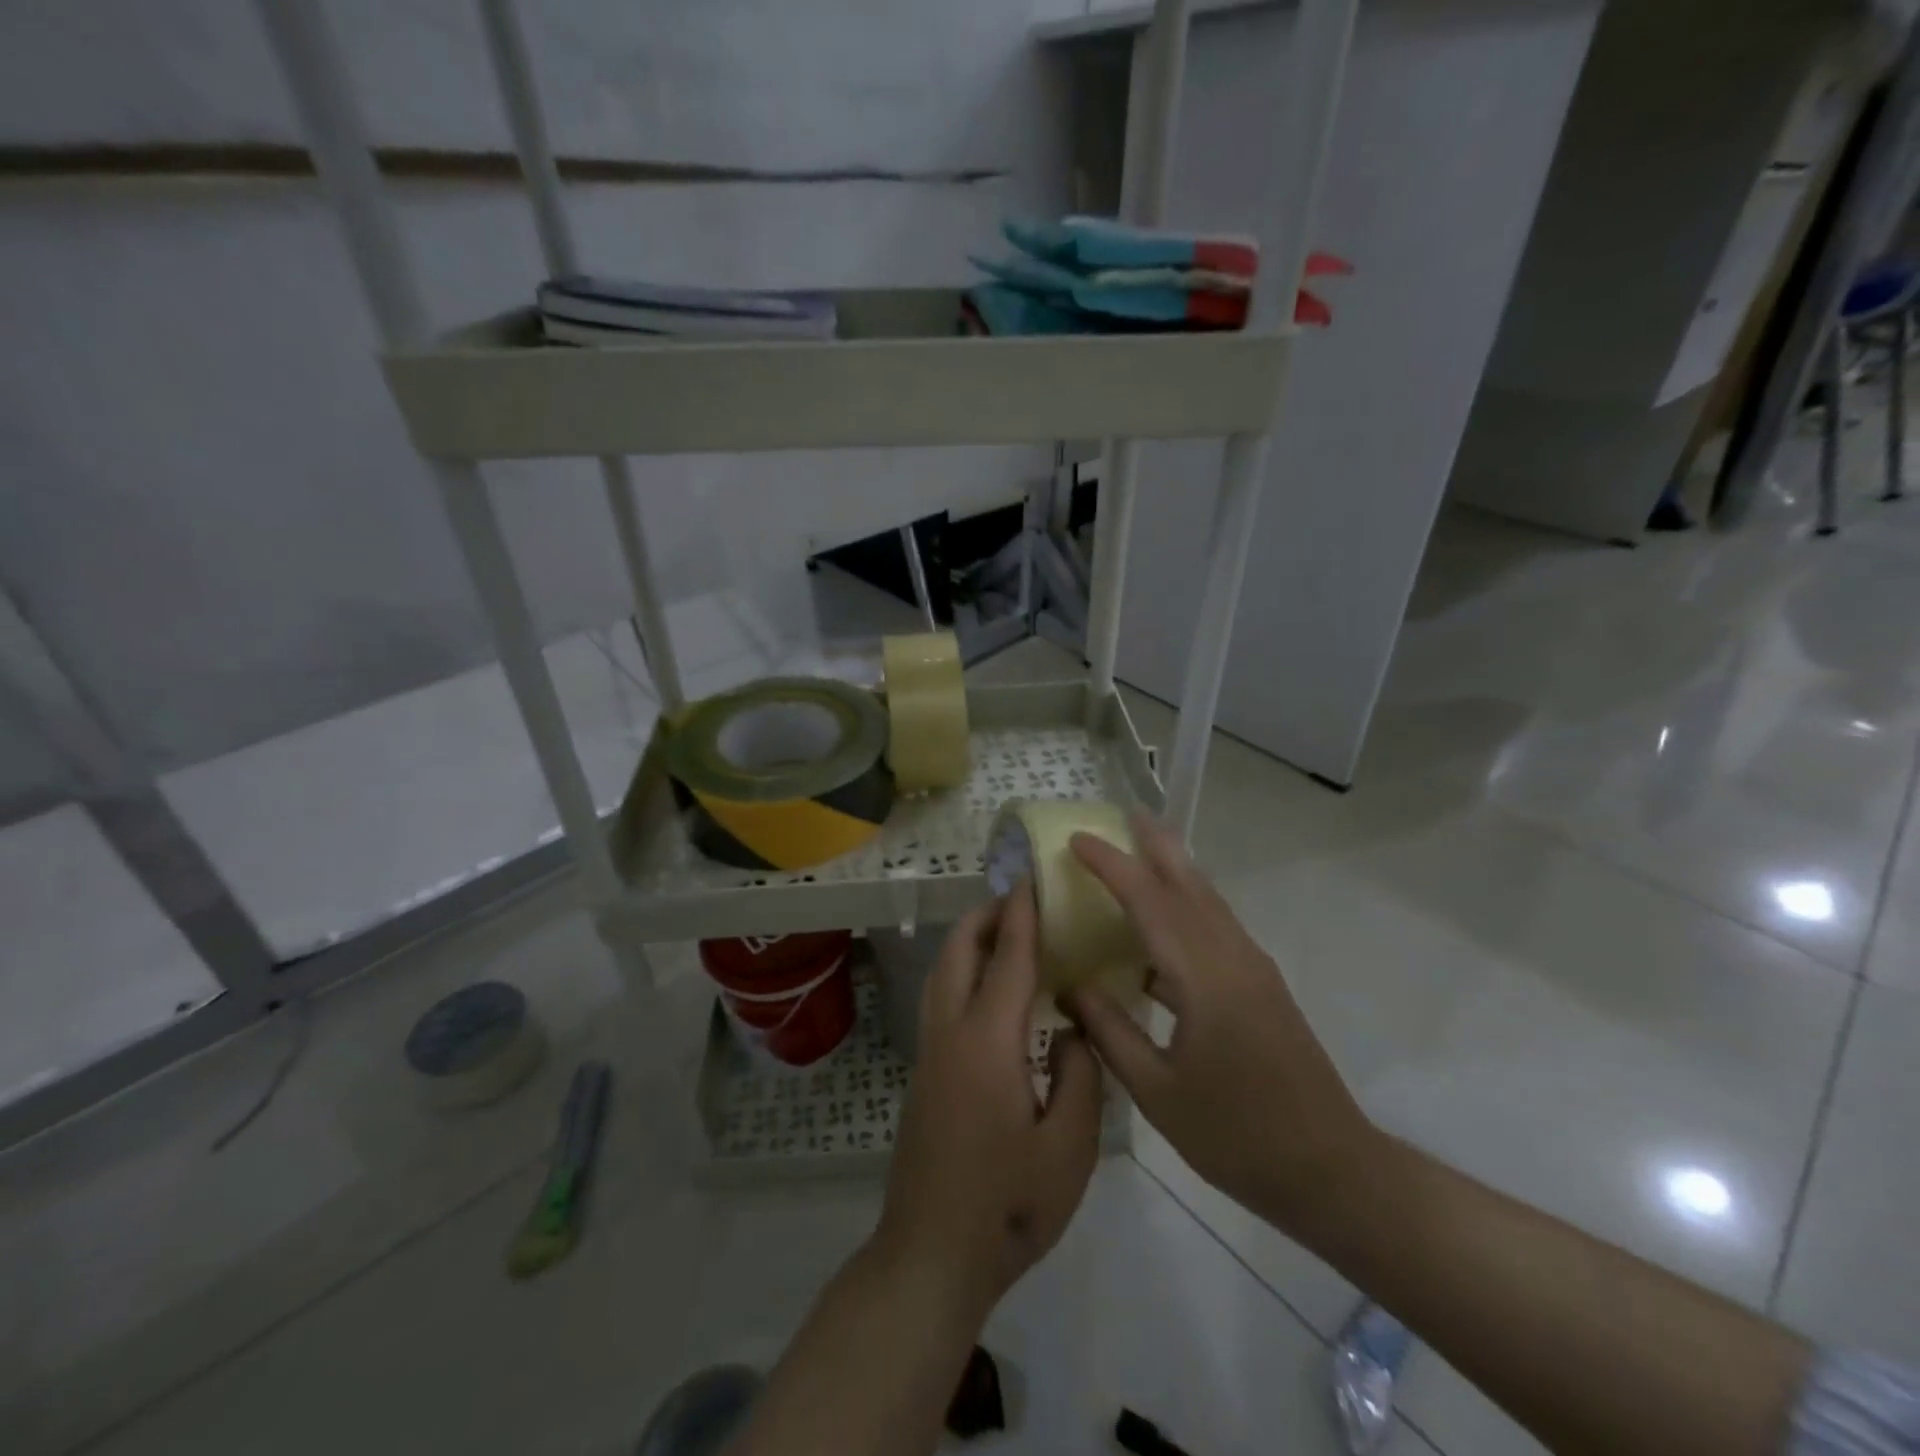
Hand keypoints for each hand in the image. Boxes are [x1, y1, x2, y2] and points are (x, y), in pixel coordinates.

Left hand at [874, 885, 1105, 1313]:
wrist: (932, 1254)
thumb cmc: (1009, 1205)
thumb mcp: (1070, 1149)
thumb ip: (1081, 1077)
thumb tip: (1075, 1029)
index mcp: (988, 1043)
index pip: (1008, 960)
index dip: (1023, 916)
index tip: (1033, 880)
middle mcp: (950, 1033)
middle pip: (959, 952)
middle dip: (986, 917)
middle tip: (1022, 902)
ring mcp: (930, 1052)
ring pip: (942, 973)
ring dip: (970, 942)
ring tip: (1006, 934)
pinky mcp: (923, 1073)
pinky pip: (941, 998)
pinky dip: (963, 971)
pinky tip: (991, 991)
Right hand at [1062, 815, 1379, 1239]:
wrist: (1331, 1169)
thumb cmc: (1236, 1134)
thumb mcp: (1157, 1092)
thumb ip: (1110, 1031)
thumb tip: (1071, 985)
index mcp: (1203, 977)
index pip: (1149, 902)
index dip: (1110, 866)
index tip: (1076, 840)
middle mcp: (1232, 957)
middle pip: (1189, 883)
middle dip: (1155, 844)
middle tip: (1123, 815)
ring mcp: (1253, 968)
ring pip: (1208, 900)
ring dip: (1174, 868)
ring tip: (1142, 848)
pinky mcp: (1262, 985)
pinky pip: (1217, 925)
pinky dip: (1188, 903)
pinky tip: (1166, 922)